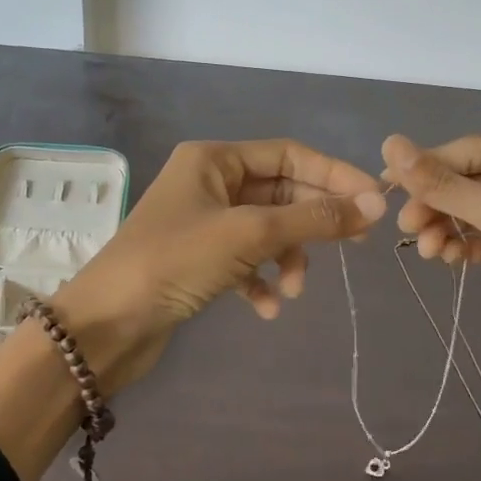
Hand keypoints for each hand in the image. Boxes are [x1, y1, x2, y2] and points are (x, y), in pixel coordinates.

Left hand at [53, 140, 386, 394]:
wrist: (106, 326)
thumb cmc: (175, 262)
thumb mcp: (250, 234)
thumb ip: (314, 219)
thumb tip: (374, 206)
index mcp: (214, 160)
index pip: (289, 155)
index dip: (334, 175)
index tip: (374, 202)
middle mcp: (209, 183)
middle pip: (281, 193)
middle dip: (314, 221)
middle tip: (356, 244)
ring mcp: (203, 223)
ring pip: (266, 230)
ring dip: (288, 256)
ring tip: (294, 288)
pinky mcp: (198, 261)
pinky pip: (245, 261)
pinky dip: (261, 280)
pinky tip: (267, 307)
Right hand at [380, 134, 480, 380]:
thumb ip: (447, 185)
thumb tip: (390, 145)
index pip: (472, 150)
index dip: (427, 167)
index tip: (386, 188)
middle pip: (473, 182)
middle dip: (438, 204)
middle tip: (407, 229)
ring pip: (478, 213)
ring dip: (449, 227)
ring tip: (430, 252)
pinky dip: (467, 246)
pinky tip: (449, 259)